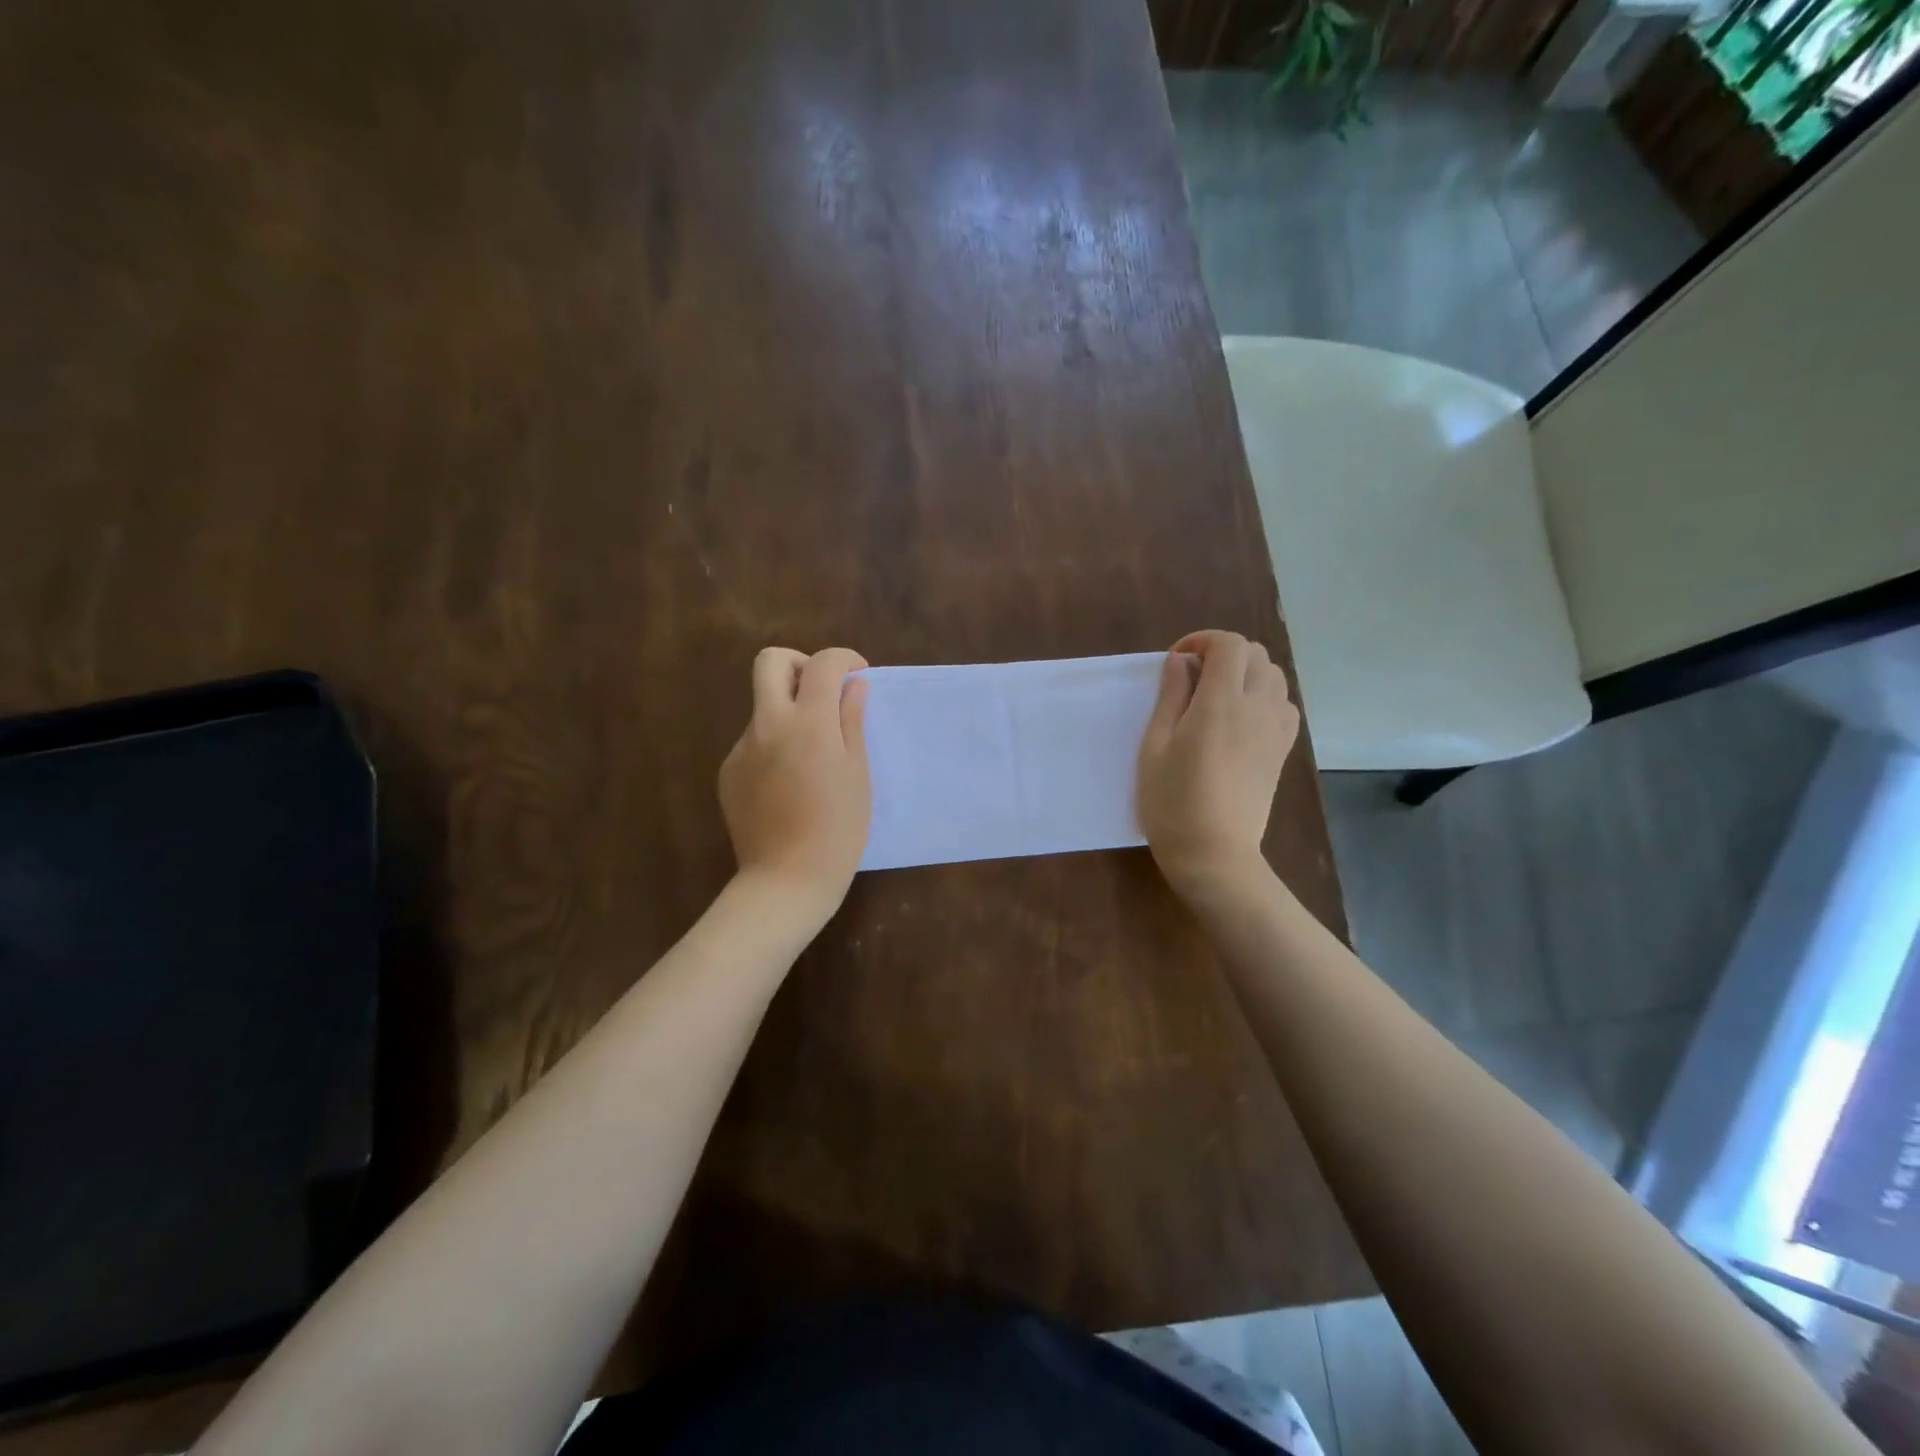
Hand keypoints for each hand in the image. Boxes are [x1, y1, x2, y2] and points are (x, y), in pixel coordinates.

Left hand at [718, 646, 871, 921]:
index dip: (844, 659)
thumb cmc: (838, 830)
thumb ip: (852, 722)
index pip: (823, 664)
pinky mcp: (728, 771)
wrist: (786, 880)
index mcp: (808, 723)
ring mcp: (742, 748)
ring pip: (763, 705)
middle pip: (771, 662)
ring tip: (813, 756)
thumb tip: (854, 686)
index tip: (858, 675)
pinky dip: (774, 744)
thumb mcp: (858, 774)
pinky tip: (790, 783)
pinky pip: (754, 741)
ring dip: (789, 711)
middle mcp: (768, 725)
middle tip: (823, 693)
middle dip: (800, 664)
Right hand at [1137, 630, 1298, 894]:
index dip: (1202, 641)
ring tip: (1217, 696)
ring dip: (1246, 673)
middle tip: (1192, 678)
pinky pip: (1285, 704)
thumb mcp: (1155, 747)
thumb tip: (1179, 661)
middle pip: (1255, 654)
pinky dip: (1266, 697)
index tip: (1177, 662)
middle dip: (1223, 653)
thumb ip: (1170, 697)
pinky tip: (1241, 719)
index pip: (1228, 644)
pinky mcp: (1282, 750)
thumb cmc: (1171, 801)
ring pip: (1274, 676)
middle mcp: (1256, 707)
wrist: (1214, 853)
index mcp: (1220, 703)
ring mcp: (1275, 729)